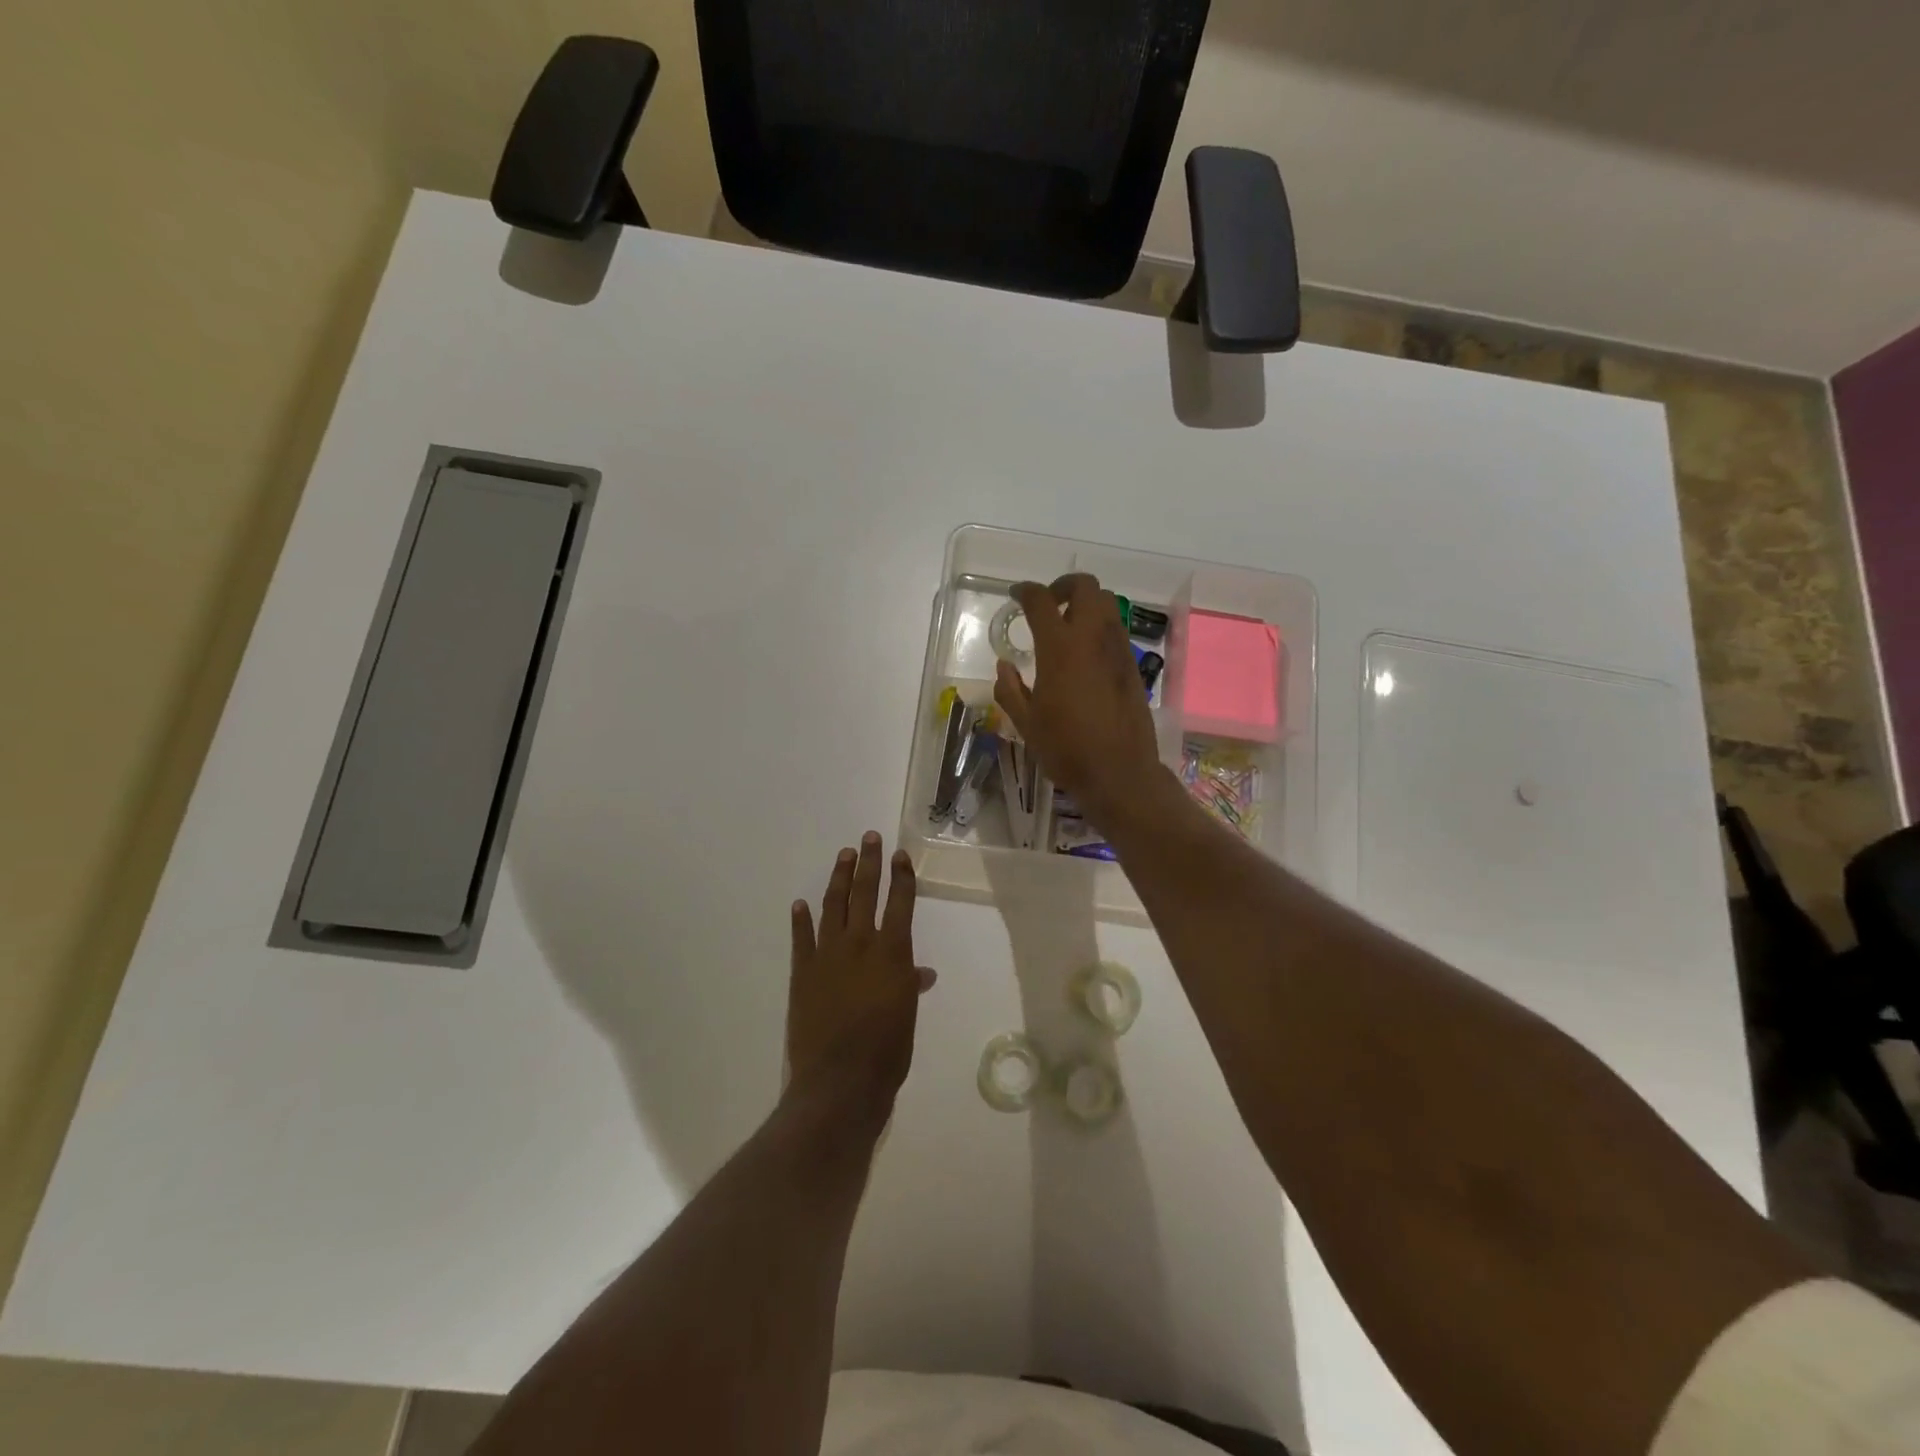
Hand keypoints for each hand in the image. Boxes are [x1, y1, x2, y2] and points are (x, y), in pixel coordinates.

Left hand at [787, 833, 935, 1119]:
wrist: (840, 1080)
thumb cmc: (887, 1050)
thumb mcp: (907, 1015)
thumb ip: (910, 985)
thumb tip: (921, 972)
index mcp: (892, 952)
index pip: (899, 902)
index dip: (902, 876)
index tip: (900, 854)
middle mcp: (860, 944)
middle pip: (864, 893)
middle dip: (868, 863)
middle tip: (868, 838)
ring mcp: (827, 955)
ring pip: (833, 906)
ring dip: (838, 879)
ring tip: (843, 856)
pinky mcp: (802, 972)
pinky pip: (801, 939)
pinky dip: (801, 920)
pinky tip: (800, 904)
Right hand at [994, 574, 1165, 824]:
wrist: (1119, 771)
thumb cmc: (1066, 748)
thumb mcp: (1026, 723)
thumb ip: (1010, 690)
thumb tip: (1004, 667)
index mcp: (1060, 647)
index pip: (1041, 600)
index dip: (1025, 591)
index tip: (1016, 595)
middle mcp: (1092, 638)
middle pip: (1086, 587)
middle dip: (1064, 586)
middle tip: (1048, 603)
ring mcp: (1117, 650)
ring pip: (1107, 605)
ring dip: (1086, 605)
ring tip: (1068, 627)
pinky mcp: (1133, 666)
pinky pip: (1116, 631)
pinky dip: (1100, 628)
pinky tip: (1086, 655)